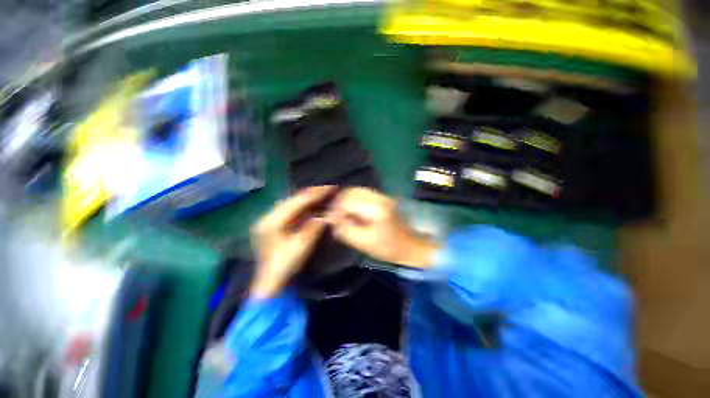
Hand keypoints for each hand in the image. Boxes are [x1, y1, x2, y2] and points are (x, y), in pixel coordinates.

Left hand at [250, 186, 335, 298]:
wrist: (270, 284)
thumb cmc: (284, 267)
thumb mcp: (301, 247)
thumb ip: (314, 228)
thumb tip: (326, 215)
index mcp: (271, 221)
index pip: (297, 201)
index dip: (315, 194)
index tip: (331, 188)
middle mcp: (267, 216)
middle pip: (293, 199)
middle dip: (312, 194)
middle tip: (329, 190)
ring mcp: (269, 220)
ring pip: (292, 203)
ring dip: (308, 199)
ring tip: (324, 194)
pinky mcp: (273, 225)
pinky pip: (291, 210)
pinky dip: (303, 207)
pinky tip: (313, 205)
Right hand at [327, 187, 438, 267]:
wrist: (412, 245)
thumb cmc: (388, 248)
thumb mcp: (363, 243)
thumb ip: (345, 229)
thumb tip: (331, 219)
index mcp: (375, 209)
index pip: (347, 201)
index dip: (334, 209)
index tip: (328, 218)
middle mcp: (378, 197)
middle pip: (351, 191)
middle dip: (338, 201)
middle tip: (333, 214)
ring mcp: (382, 195)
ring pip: (357, 190)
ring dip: (345, 199)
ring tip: (340, 211)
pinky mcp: (383, 197)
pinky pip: (363, 193)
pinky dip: (353, 199)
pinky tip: (350, 209)